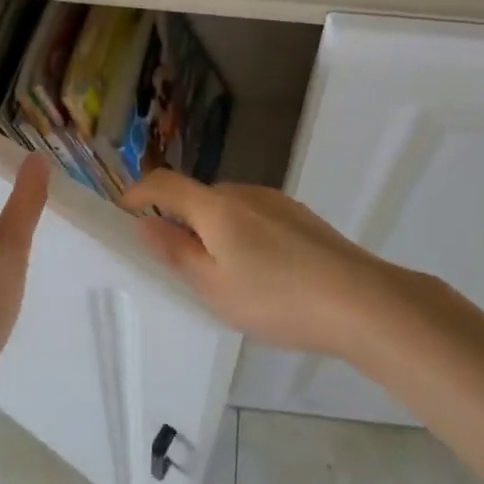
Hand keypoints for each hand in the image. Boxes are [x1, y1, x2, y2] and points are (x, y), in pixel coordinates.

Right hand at [122, 171, 390, 357]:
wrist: (359, 300)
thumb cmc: (276, 298)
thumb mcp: (214, 287)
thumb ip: (176, 252)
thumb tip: (145, 224)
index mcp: (216, 207)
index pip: (165, 183)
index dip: (139, 192)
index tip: (124, 211)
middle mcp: (244, 193)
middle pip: (199, 197)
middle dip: (180, 220)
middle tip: (181, 265)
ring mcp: (276, 202)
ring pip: (229, 208)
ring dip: (215, 229)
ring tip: (226, 276)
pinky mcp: (301, 216)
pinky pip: (256, 217)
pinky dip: (243, 234)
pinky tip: (264, 272)